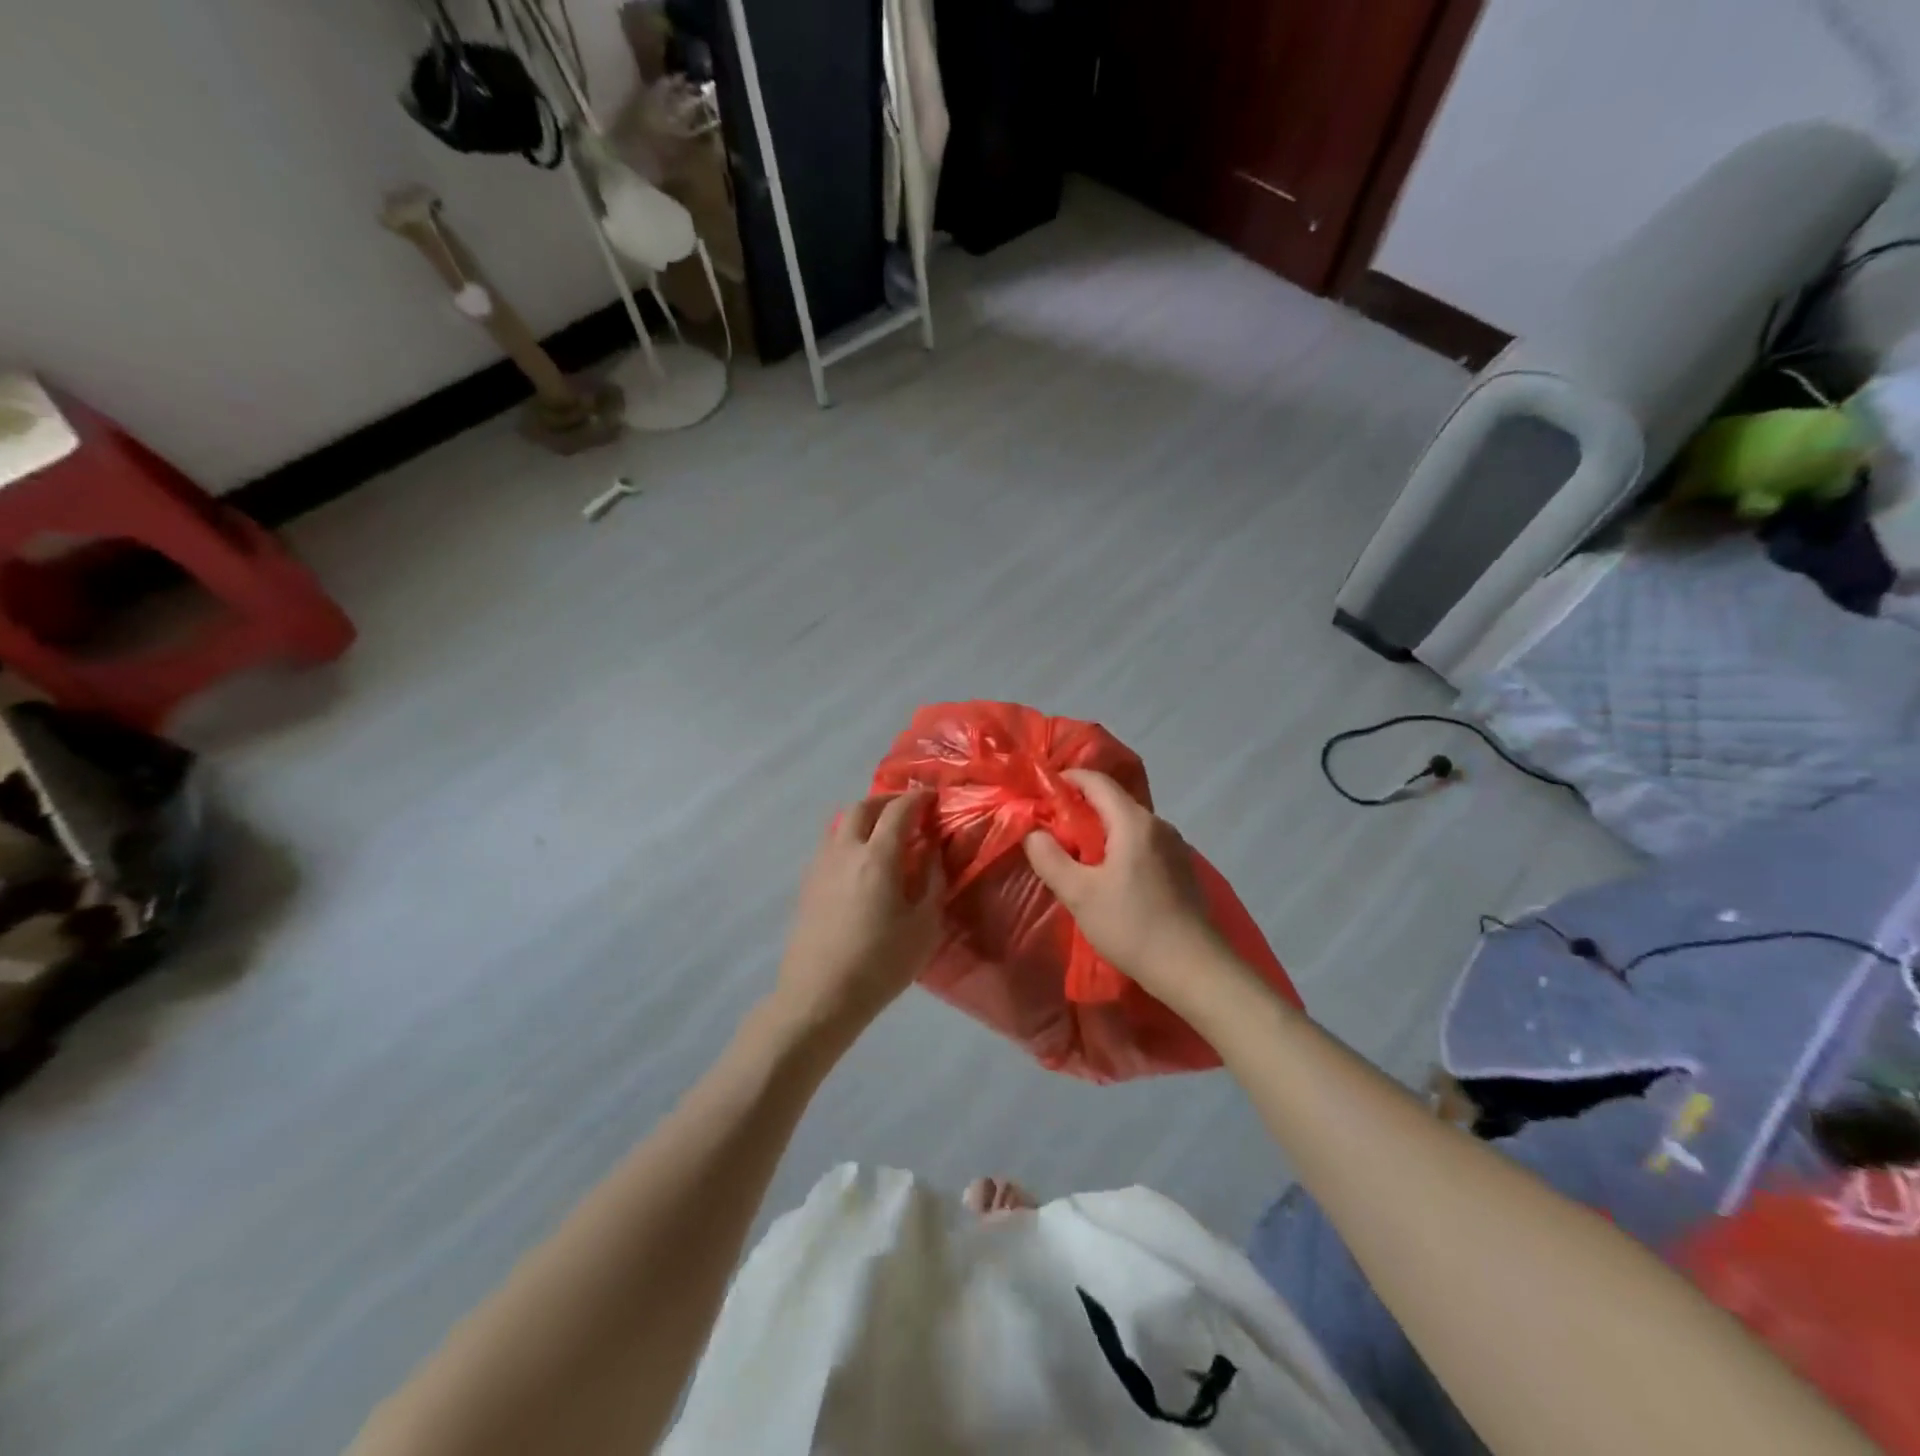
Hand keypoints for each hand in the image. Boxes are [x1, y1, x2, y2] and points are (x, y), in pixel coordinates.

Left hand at [771, 790, 943, 1045]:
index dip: (918, 799)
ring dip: (865, 817)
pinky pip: (830, 844)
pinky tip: (861, 862)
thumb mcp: (924, 926)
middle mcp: (845, 851)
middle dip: (887, 801)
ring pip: (840, 824)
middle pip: (862, 807)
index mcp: (877, 857)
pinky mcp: (807, 884)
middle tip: (908, 810)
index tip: (933, 798)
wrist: (819, 996)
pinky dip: (849, 838)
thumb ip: (932, 881)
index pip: (898, 811)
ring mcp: (820, 866)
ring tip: (884, 833)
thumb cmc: (880, 964)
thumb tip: (932, 851)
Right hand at [1022, 770, 1226, 1003]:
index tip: (1041, 795)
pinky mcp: (1181, 868)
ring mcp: (1175, 846)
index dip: (1067, 780)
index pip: (1096, 781)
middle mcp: (1158, 825)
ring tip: (1075, 855)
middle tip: (1051, 830)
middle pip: (1113, 802)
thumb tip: (1032, 832)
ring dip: (1099, 831)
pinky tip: (1108, 876)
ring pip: (1128, 824)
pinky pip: (1142, 843)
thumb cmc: (1132, 926)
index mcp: (1133, 822)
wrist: (1193, 968)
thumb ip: (1050, 858)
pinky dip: (1119, 847)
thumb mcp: (1079, 894)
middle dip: (1079, 809)